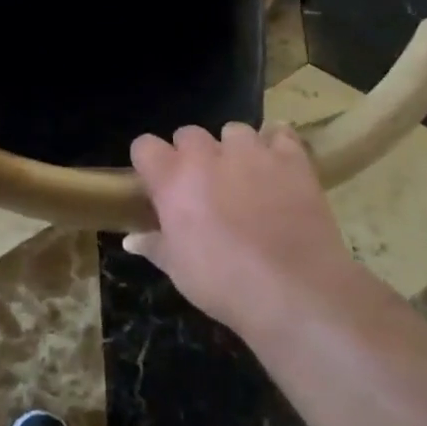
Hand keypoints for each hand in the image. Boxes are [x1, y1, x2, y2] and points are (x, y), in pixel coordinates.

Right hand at [126, 123, 364, 336]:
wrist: (295, 294)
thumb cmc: (224, 284)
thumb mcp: (178, 270)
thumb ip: (154, 245)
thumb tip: (131, 240)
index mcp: (173, 179)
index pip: (144, 146)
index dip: (150, 163)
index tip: (157, 183)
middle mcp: (207, 155)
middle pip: (188, 134)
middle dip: (192, 155)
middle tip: (204, 186)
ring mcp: (252, 153)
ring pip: (234, 131)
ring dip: (234, 149)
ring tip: (245, 176)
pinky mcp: (291, 160)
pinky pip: (280, 133)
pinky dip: (277, 145)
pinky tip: (278, 167)